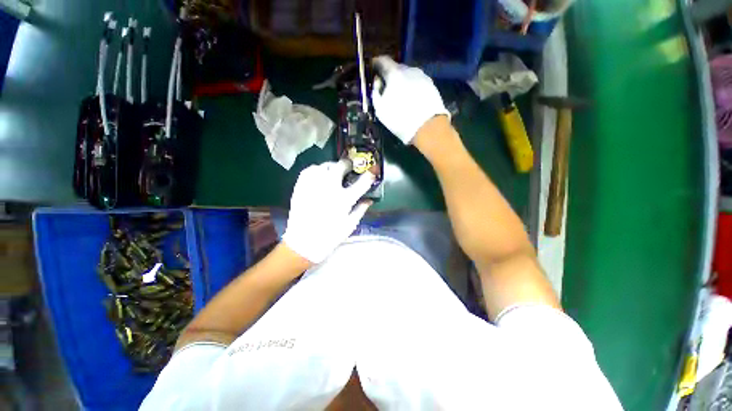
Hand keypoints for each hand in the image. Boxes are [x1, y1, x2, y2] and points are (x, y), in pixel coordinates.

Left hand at [282, 160, 374, 263]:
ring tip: (334, 172)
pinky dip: (316, 169)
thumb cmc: (329, 237)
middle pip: (341, 166)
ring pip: (324, 165)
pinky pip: (309, 170)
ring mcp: (314, 186)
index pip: (362, 182)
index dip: (369, 176)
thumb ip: (360, 210)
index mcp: (344, 200)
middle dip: (348, 164)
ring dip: (332, 167)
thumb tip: (369, 200)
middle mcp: (329, 188)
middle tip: (349, 168)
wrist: (303, 243)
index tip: (371, 173)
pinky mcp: (301, 187)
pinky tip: (319, 175)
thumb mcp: (350, 225)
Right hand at [371, 56, 449, 144]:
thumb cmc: (399, 119)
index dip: (377, 63)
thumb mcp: (380, 109)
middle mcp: (409, 69)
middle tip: (387, 85)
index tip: (374, 68)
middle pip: (397, 67)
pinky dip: (412, 86)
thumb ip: (376, 92)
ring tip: (400, 93)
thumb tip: (378, 82)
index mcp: (394, 73)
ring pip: (408, 74)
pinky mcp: (431, 84)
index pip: (383, 60)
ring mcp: (422, 76)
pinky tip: (411, 98)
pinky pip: (417, 82)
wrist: (427, 127)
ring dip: (402, 81)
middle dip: (390, 74)